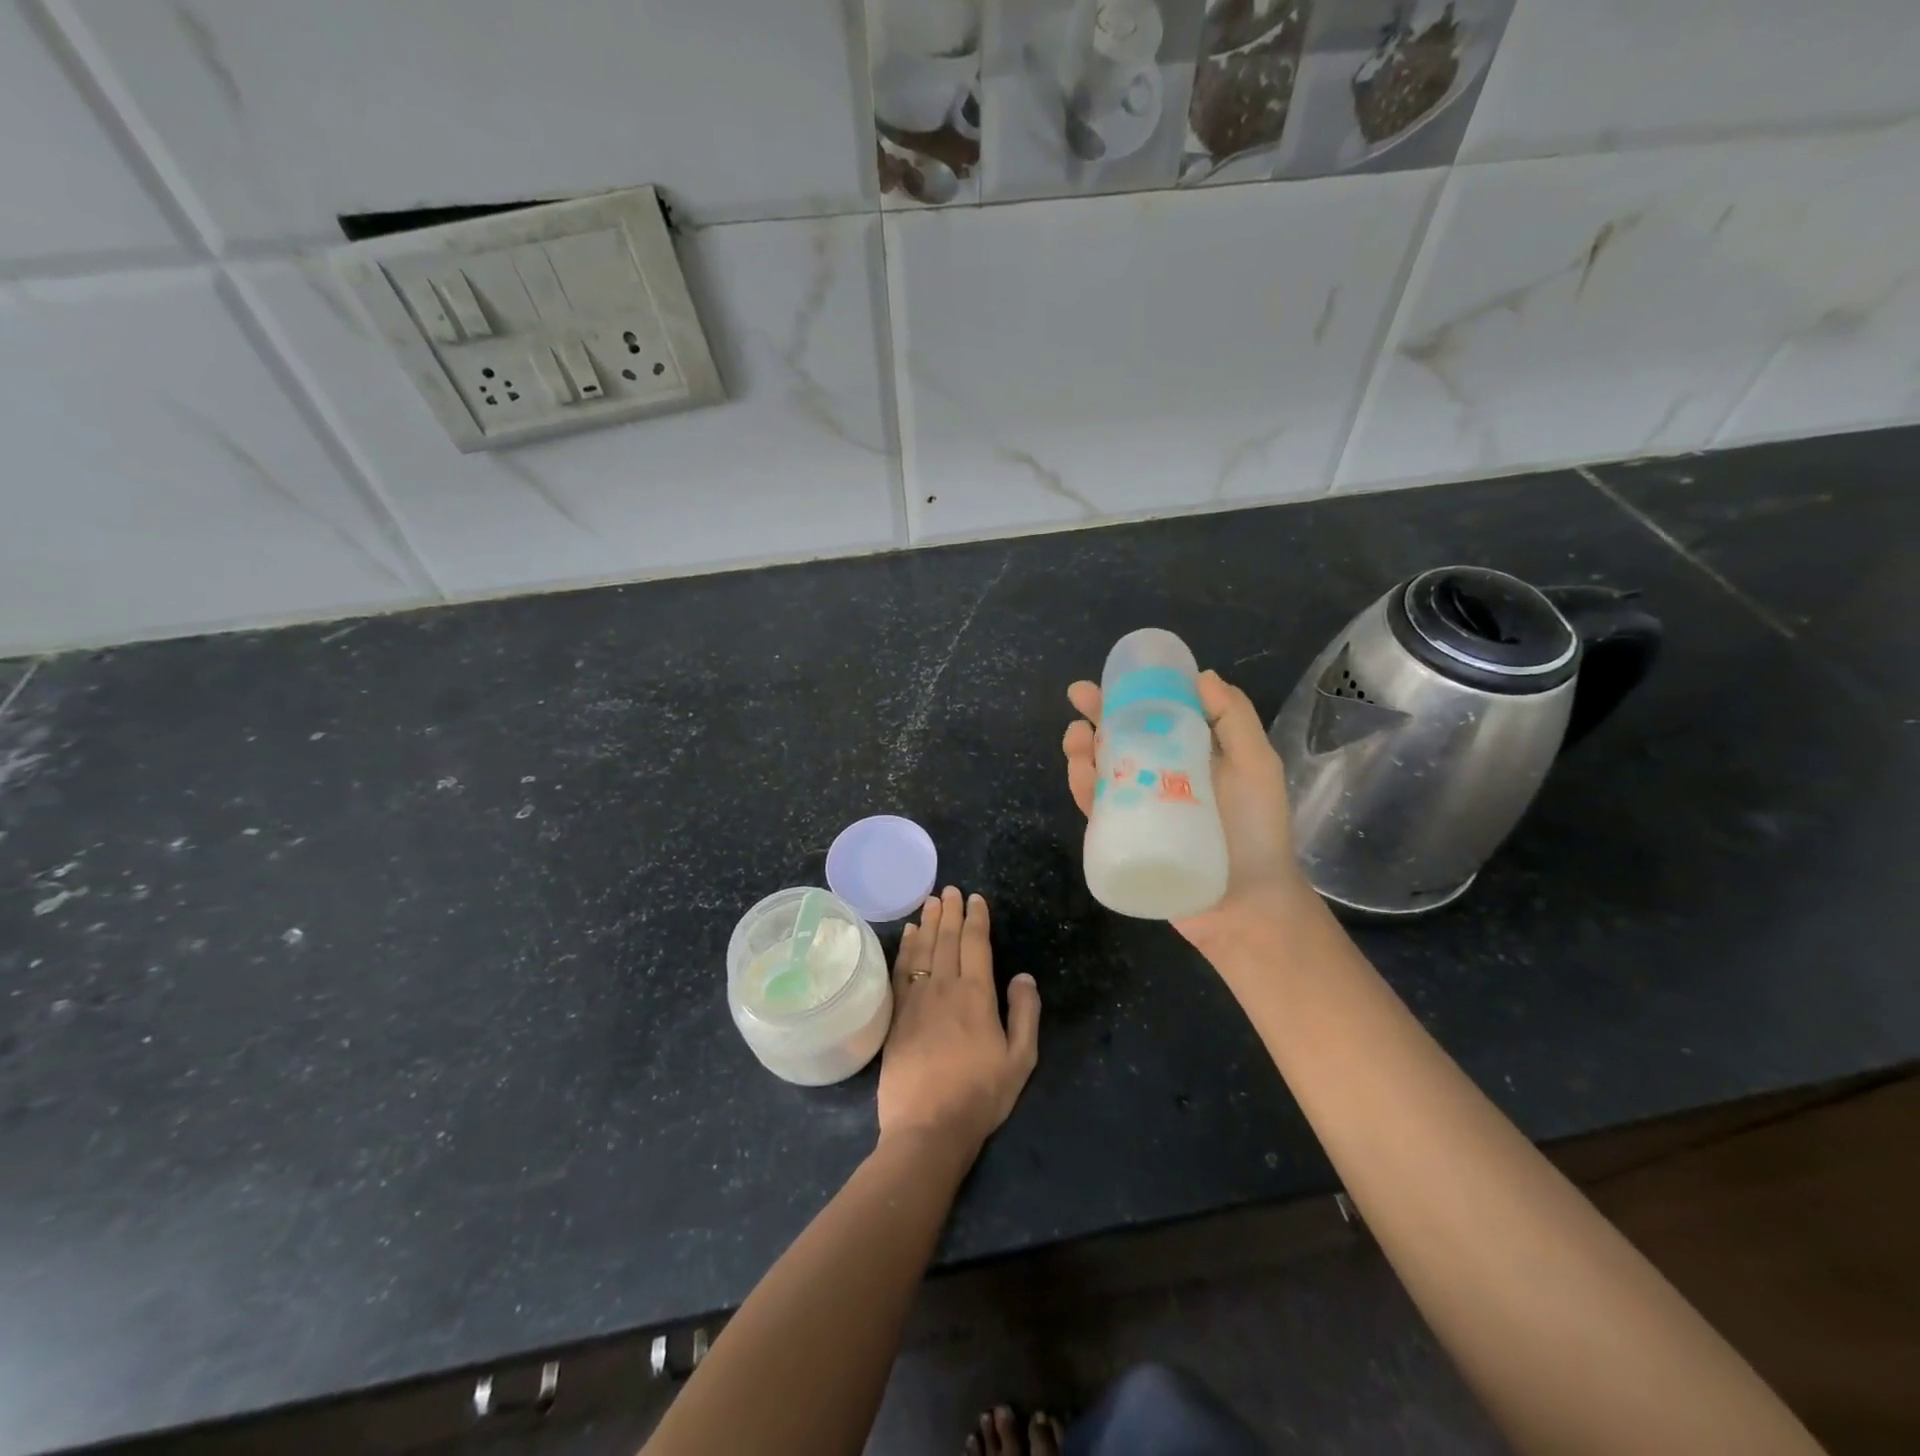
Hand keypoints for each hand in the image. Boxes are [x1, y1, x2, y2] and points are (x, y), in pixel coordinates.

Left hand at [878, 887, 1041, 1153]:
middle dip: (950, 912)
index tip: (976, 898)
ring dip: (928, 922)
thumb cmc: (980, 1095)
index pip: (975, 944)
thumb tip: (1023, 976)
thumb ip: (1024, 1013)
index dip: (976, 918)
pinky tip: (908, 935)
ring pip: (922, 949)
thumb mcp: (1020, 1060)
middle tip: (950, 890)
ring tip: (930, 901)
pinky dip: (906, 947)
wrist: (928, 1128)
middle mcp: (944, 987)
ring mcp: (916, 999)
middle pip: (946, 939)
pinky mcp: (896, 1014)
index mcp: (976, 995)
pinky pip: (901, 969)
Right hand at [1062, 670, 1305, 947]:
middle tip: (1079, 697)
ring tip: (1077, 735)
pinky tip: (1080, 771)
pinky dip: (1083, 787)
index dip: (1134, 694)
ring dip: (1083, 749)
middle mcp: (1161, 778)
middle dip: (1098, 715)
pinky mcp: (1123, 838)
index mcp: (1191, 756)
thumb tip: (1201, 676)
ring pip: (1101, 772)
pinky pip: (1097, 809)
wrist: (1248, 905)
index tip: (1116, 675)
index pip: (1157, 717)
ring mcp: (1140, 809)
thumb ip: (1235, 719)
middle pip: (1122, 740)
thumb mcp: (1257, 766)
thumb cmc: (1258, 832)